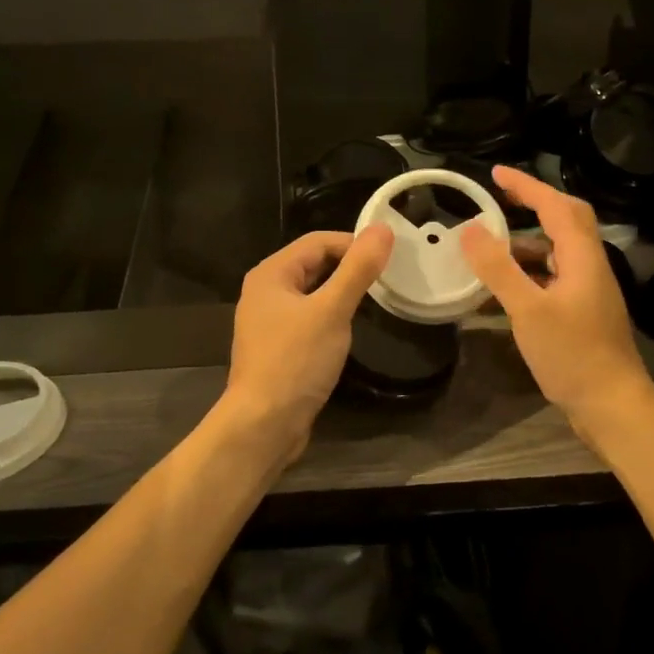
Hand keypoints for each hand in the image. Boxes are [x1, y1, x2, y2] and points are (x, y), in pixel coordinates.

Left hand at [223, 226, 393, 459]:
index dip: (353, 243)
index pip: (318, 241)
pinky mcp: (278, 347)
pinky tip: (349, 329)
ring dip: (341, 293)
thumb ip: (357, 270)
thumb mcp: (332, 311)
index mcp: (271, 274)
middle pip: (313, 265)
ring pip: (312, 293)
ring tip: (375, 300)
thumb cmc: (295, 361)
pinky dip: (331, 316)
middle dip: (348, 267)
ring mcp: (269, 321)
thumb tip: (382, 229)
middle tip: (387, 278)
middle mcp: (265, 291)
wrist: (263, 424)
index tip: (389, 258)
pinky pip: (309, 318)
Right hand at [459, 166, 652, 424]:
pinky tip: (503, 290)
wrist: (611, 405)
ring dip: (526, 243)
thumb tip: (470, 229)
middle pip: (566, 221)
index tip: (496, 173)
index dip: (527, 186)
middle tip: (499, 200)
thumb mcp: (527, 310)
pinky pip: (552, 278)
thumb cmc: (572, 354)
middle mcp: (589, 266)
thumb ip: (498, 268)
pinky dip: (528, 273)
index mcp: (582, 257)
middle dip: (533, 205)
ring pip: (557, 252)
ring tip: (489, 248)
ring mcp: (588, 290)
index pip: (556, 205)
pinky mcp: (582, 313)